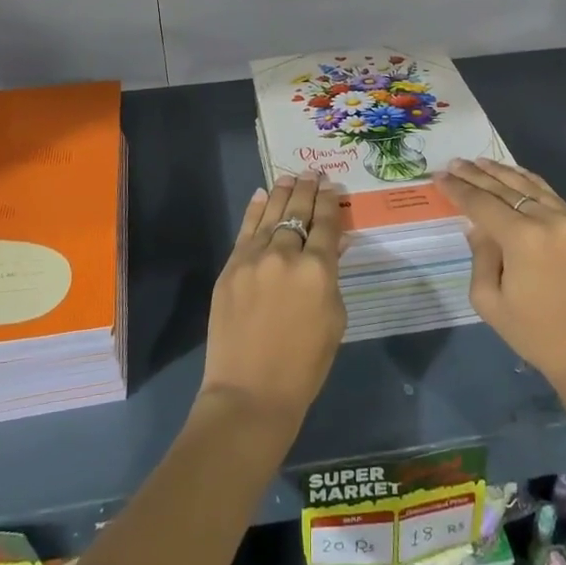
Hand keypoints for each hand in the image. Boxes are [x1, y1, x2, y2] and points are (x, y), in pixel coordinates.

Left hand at [200, 174, 346, 432]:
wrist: (250, 391)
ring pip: (270, 214)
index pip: (326, 224)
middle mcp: (286, 254)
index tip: (333, 186)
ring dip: (282, 193)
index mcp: (318, 269)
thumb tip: (334, 245)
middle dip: (308, 190)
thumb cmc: (305, 365)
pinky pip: (245, 230)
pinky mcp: (230, 267)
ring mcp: (253, 258)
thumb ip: (333, 277)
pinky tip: (261, 195)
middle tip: (313, 173)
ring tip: (290, 177)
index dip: (331, 202)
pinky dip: (255, 210)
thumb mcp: (334, 319)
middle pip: (298, 211)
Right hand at [436, 158, 565, 403]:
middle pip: (505, 188)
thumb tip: (479, 228)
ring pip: (532, 186)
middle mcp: (549, 220)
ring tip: (481, 162)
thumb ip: (480, 256)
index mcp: (522, 238)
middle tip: (455, 163)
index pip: (482, 203)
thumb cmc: (536, 334)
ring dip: (504, 172)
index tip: (439, 176)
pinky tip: (518, 178)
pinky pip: (554, 198)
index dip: (458, 189)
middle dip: (476, 175)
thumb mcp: (490, 301)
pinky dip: (531, 184)